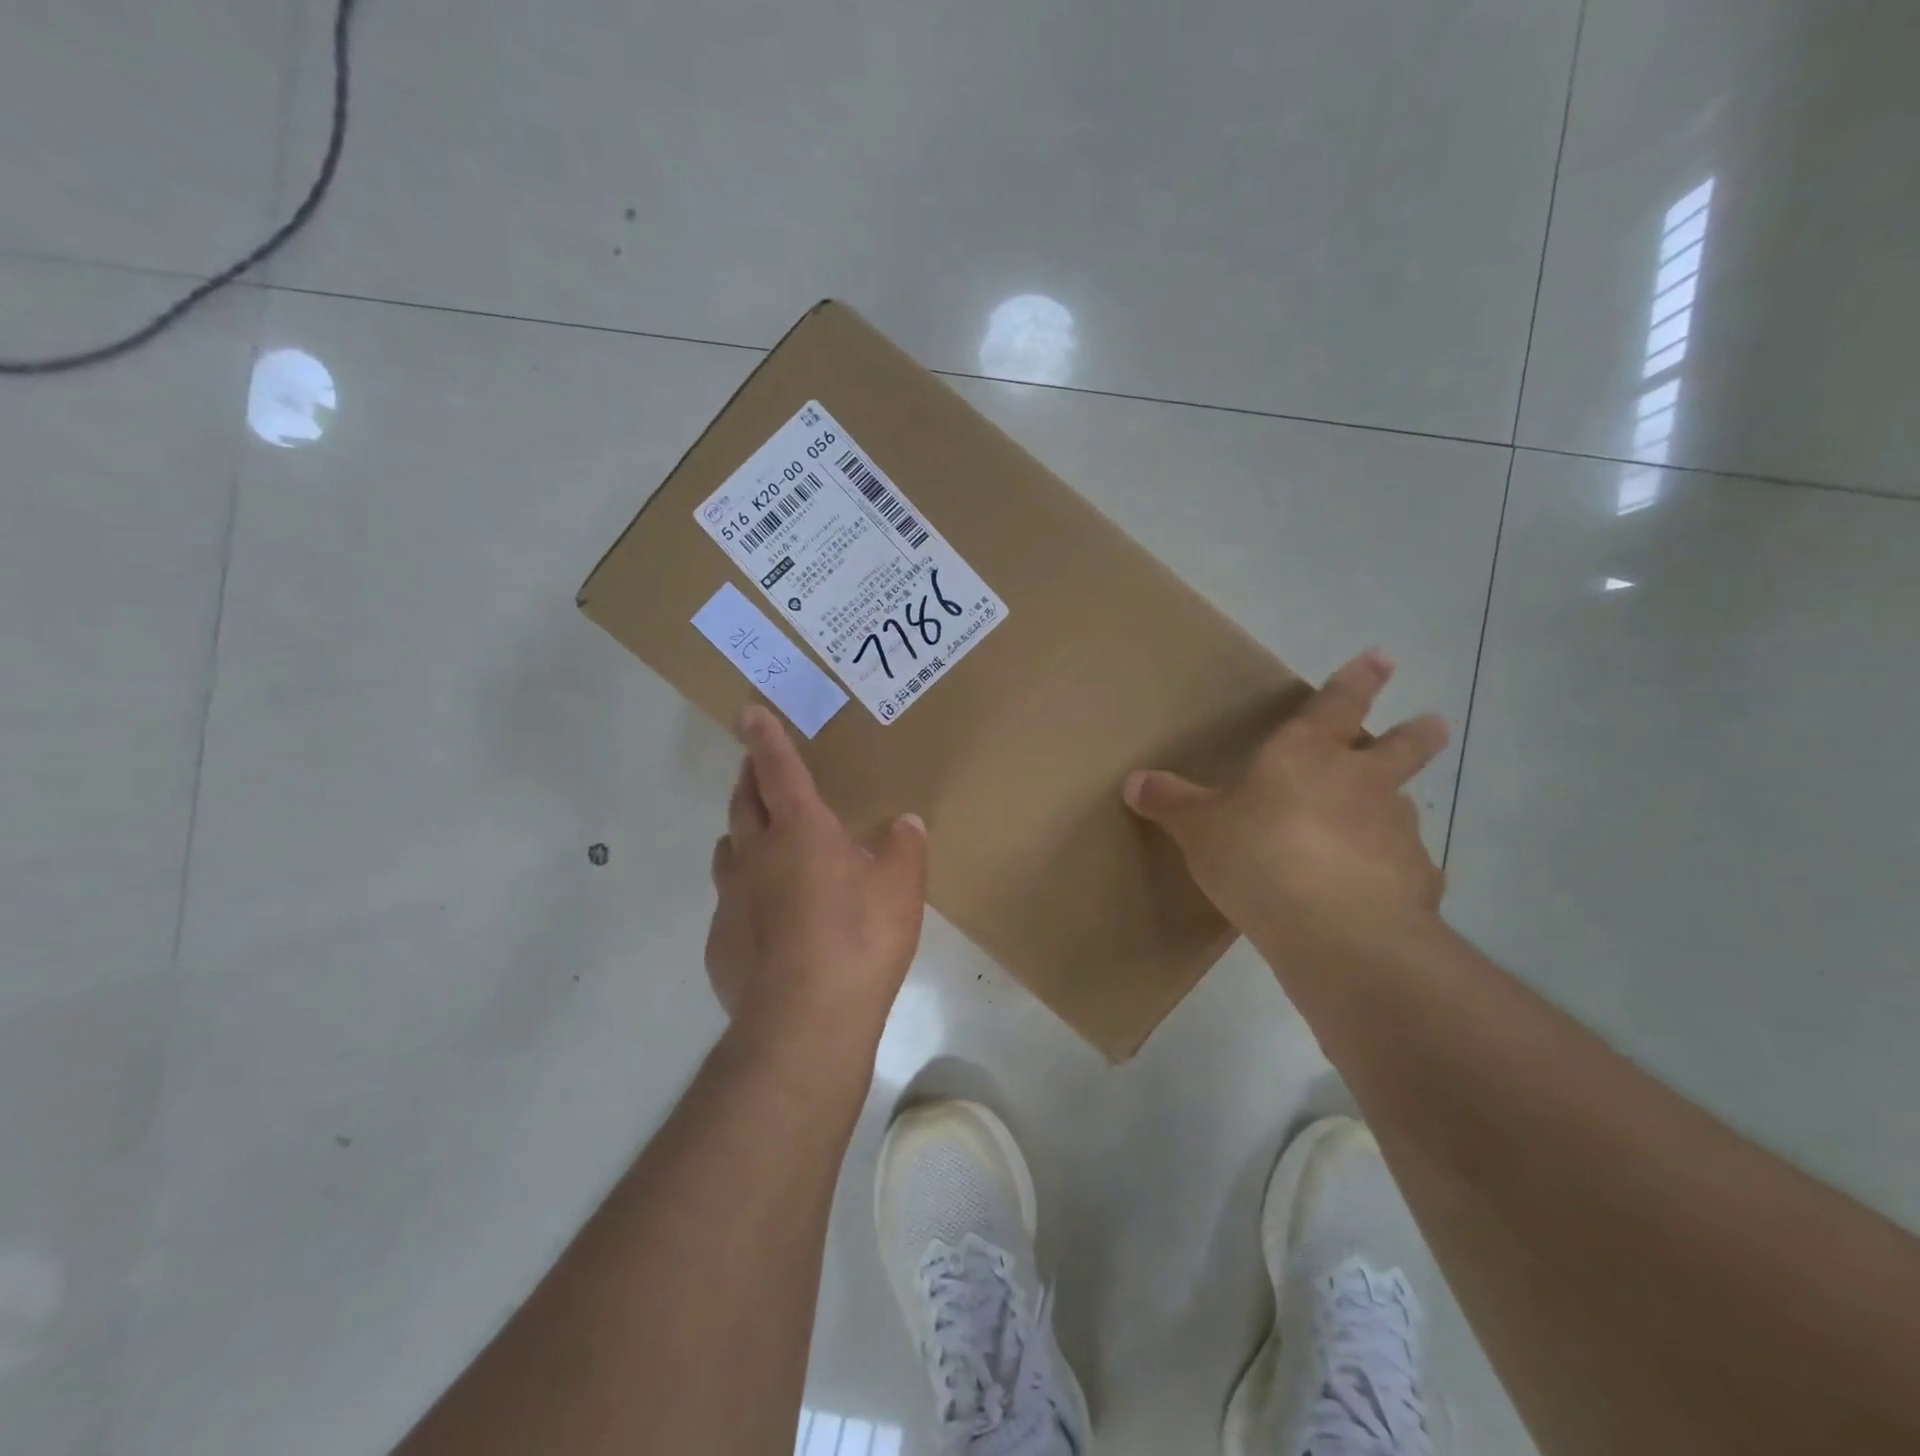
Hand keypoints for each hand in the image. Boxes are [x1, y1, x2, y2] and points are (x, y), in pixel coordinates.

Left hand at [706, 706, 929, 1054]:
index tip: (748, 712)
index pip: (779, 770)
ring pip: (728, 851)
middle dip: (748, 778)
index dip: (766, 738)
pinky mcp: (720, 944)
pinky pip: (729, 905)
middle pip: (743, 803)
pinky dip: (744, 896)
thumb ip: (904, 848)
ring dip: (741, 835)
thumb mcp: (902, 889)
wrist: (805, 1022)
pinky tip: (766, 922)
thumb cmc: (860, 939)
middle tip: (754, 768)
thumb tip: (904, 824)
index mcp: (801, 831)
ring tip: (758, 840)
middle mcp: (756, 855)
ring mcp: (731, 900)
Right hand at [1123, 650, 1447, 962]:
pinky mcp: (1416, 880)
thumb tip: (1134, 781)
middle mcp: (1361, 781)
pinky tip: (1377, 893)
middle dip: (1415, 734)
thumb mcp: (1198, 828)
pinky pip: (1404, 869)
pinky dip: (1394, 872)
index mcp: (1306, 755)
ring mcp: (1395, 829)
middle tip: (1434, 724)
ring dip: (1396, 808)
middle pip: (1398, 748)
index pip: (1335, 704)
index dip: (1358, 680)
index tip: (1383, 658)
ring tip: (1385, 825)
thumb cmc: (1257, 854)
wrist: (1333, 926)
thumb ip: (1170, 803)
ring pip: (1403, 808)